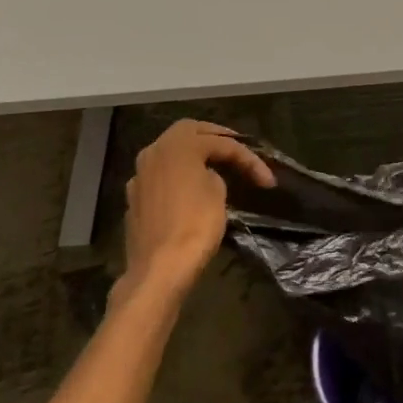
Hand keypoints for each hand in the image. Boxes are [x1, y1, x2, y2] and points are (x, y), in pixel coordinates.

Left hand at [120, 121, 273, 299]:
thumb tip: (206, 175)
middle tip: (235, 148)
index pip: (220, 142)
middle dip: (214, 137)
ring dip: (192, 154)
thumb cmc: (194, 226)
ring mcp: (140, 176)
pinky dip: (177, 175)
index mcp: (178, 145)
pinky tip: (188, 188)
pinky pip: (160, 176)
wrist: (159, 270)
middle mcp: (154, 152)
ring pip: (170, 152)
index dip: (247, 158)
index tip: (267, 180)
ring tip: (214, 164)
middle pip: (188, 132)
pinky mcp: (134, 199)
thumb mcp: (218, 194)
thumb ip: (214, 174)